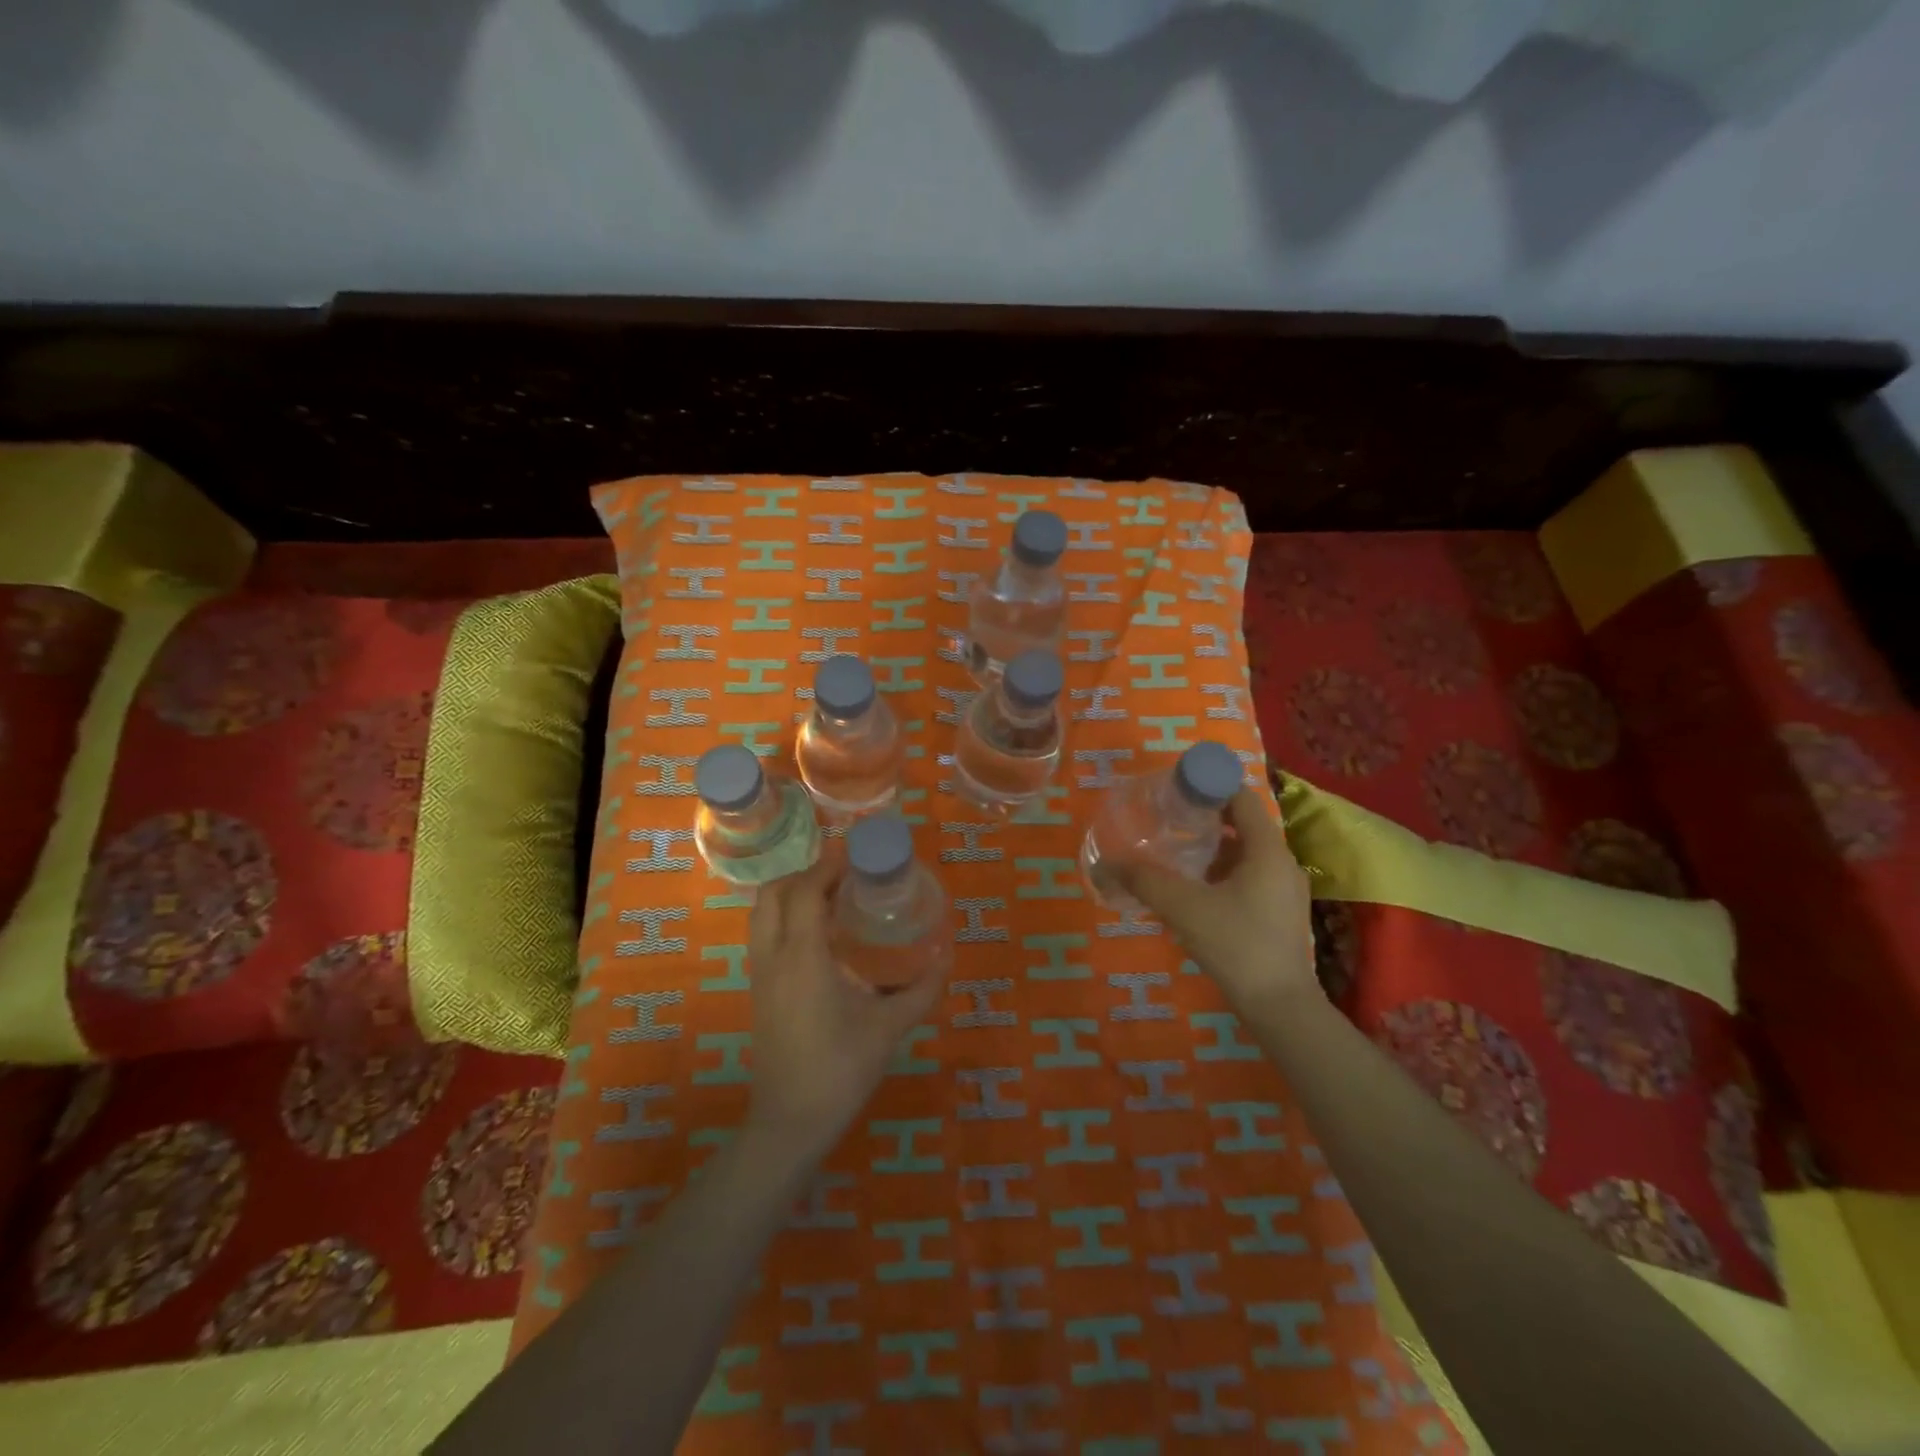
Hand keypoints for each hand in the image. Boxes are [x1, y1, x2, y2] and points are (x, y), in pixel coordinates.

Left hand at [743, 852, 947, 1155]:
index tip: (855, 854)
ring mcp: (760, 974)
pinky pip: (763, 935)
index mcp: (803, 956)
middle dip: (805, 873)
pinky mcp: (758, 991)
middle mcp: (774, 956)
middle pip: (774, 893)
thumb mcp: (889, 1028)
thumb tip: (945, 957)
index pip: (807, 890)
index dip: (828, 865)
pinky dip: (783, 917)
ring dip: (790, 893)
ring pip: (761, 913)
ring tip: (830, 898)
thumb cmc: (840, 1069)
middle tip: (843, 875)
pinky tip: (817, 936)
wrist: (790, 1122)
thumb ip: (921, 990)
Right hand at [1112, 786, 1317, 1013]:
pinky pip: (1250, 879)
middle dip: (1206, 820)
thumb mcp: (1183, 908)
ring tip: (1176, 856)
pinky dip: (1223, 875)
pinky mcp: (1281, 916)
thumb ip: (1144, 880)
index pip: (1242, 798)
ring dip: (1214, 851)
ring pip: (1246, 856)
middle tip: (1169, 822)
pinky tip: (1196, 893)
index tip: (1176, 791)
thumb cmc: (1237, 945)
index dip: (1211, 787)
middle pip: (1244, 826)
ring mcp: (1286, 892)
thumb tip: (1106, 863)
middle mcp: (1283, 864)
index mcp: (1268, 851)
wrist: (1281, 1009)